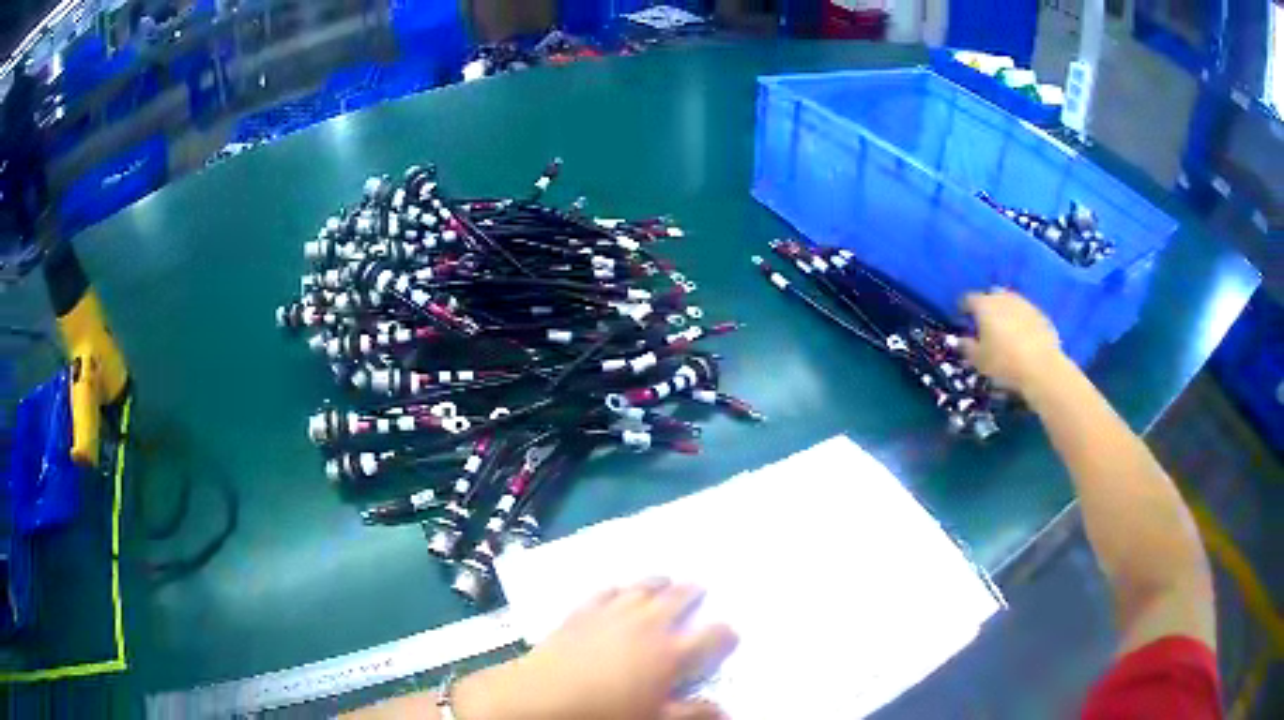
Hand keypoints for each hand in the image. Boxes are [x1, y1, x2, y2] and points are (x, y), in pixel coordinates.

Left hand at [454, 579, 738, 719]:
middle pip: (679, 599)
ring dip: (658, 582)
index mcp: (672, 653)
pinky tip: (620, 588)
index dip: (726, 633)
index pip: (713, 636)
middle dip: (693, 593)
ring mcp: (613, 612)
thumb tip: (729, 712)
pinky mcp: (583, 610)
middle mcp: (648, 624)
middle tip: (700, 588)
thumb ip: (694, 714)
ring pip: (643, 587)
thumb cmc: (606, 714)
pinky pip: (606, 590)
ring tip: (666, 579)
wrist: (543, 697)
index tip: (731, 633)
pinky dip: (619, 587)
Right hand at [959, 290, 1063, 394]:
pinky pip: (1025, 314)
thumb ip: (967, 347)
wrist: (1042, 368)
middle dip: (985, 308)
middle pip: (990, 297)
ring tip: (1004, 331)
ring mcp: (1024, 304)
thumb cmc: (1004, 363)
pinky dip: (1020, 322)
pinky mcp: (1040, 314)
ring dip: (1004, 313)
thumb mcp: (978, 360)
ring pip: (1009, 303)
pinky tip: (1022, 338)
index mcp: (984, 305)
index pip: (968, 299)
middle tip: (984, 325)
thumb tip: (962, 340)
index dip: (963, 309)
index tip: (962, 319)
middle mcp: (1004, 298)